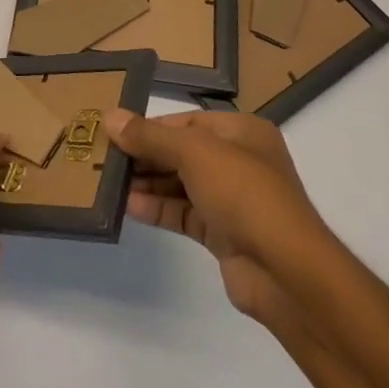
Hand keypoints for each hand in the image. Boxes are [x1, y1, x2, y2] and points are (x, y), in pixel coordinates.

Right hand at [108, 109, 337, 326]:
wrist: (284, 270)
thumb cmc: (243, 192)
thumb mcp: (194, 153)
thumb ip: (150, 136)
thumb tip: (110, 117)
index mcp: (242, 132)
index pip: (187, 123)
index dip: (150, 127)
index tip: (114, 133)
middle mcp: (239, 161)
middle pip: (181, 152)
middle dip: (145, 156)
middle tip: (104, 158)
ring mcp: (232, 199)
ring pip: (180, 184)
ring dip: (147, 183)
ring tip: (108, 182)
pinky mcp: (223, 233)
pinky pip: (183, 213)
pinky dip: (157, 208)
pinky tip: (128, 207)